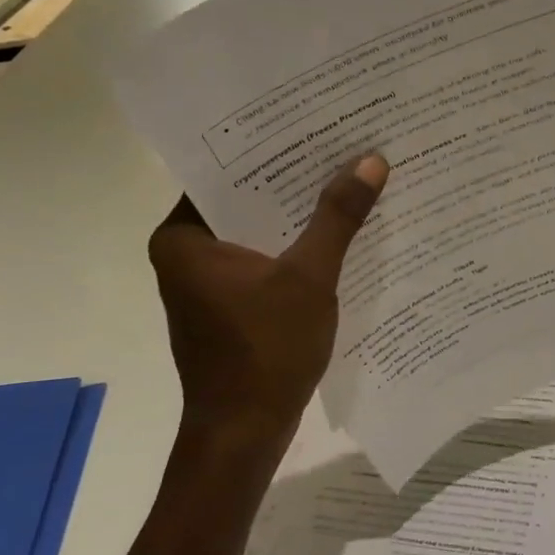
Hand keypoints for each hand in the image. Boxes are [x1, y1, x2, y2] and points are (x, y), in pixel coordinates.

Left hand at [148, 154, 387, 454]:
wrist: (244, 434)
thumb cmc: (266, 351)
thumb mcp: (309, 277)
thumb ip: (338, 217)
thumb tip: (371, 159)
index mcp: (182, 237)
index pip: (224, 171)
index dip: (269, 145)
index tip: (309, 120)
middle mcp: (184, 253)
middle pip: (242, 198)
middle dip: (290, 177)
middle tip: (337, 142)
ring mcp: (204, 280)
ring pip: (255, 230)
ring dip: (295, 213)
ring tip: (344, 176)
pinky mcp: (227, 303)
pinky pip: (261, 257)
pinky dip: (291, 245)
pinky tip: (334, 231)